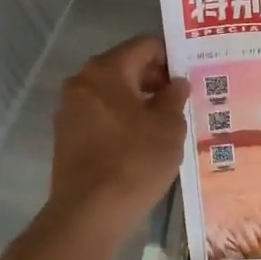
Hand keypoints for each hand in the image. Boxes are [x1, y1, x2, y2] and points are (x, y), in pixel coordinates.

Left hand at [47, 36, 187, 238]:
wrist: (90, 214)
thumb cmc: (135, 160)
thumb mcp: (169, 126)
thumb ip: (174, 96)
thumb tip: (176, 83)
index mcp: (106, 70)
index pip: (145, 45)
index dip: (172, 55)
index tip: (192, 73)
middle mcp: (82, 82)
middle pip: (126, 66)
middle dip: (156, 79)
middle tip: (184, 98)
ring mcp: (70, 110)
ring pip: (113, 93)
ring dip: (140, 101)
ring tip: (168, 121)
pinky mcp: (68, 136)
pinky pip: (102, 115)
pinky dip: (123, 119)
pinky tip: (145, 140)